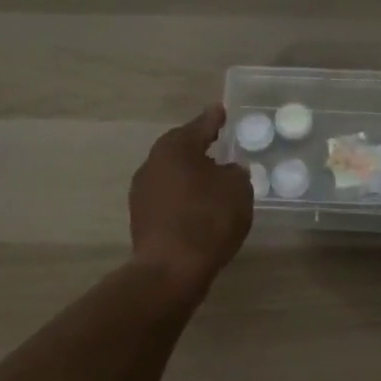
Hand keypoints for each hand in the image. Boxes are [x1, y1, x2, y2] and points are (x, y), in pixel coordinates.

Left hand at [130, 104, 254, 294]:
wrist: (170, 270)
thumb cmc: (207, 219)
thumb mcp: (237, 189)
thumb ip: (235, 173)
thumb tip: (228, 171)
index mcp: (176, 146)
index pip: (201, 125)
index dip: (215, 119)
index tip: (222, 110)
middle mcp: (153, 163)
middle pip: (181, 148)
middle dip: (200, 146)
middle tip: (220, 143)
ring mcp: (143, 192)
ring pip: (173, 173)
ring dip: (191, 174)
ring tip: (214, 178)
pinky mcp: (142, 218)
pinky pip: (169, 197)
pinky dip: (185, 197)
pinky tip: (201, 206)